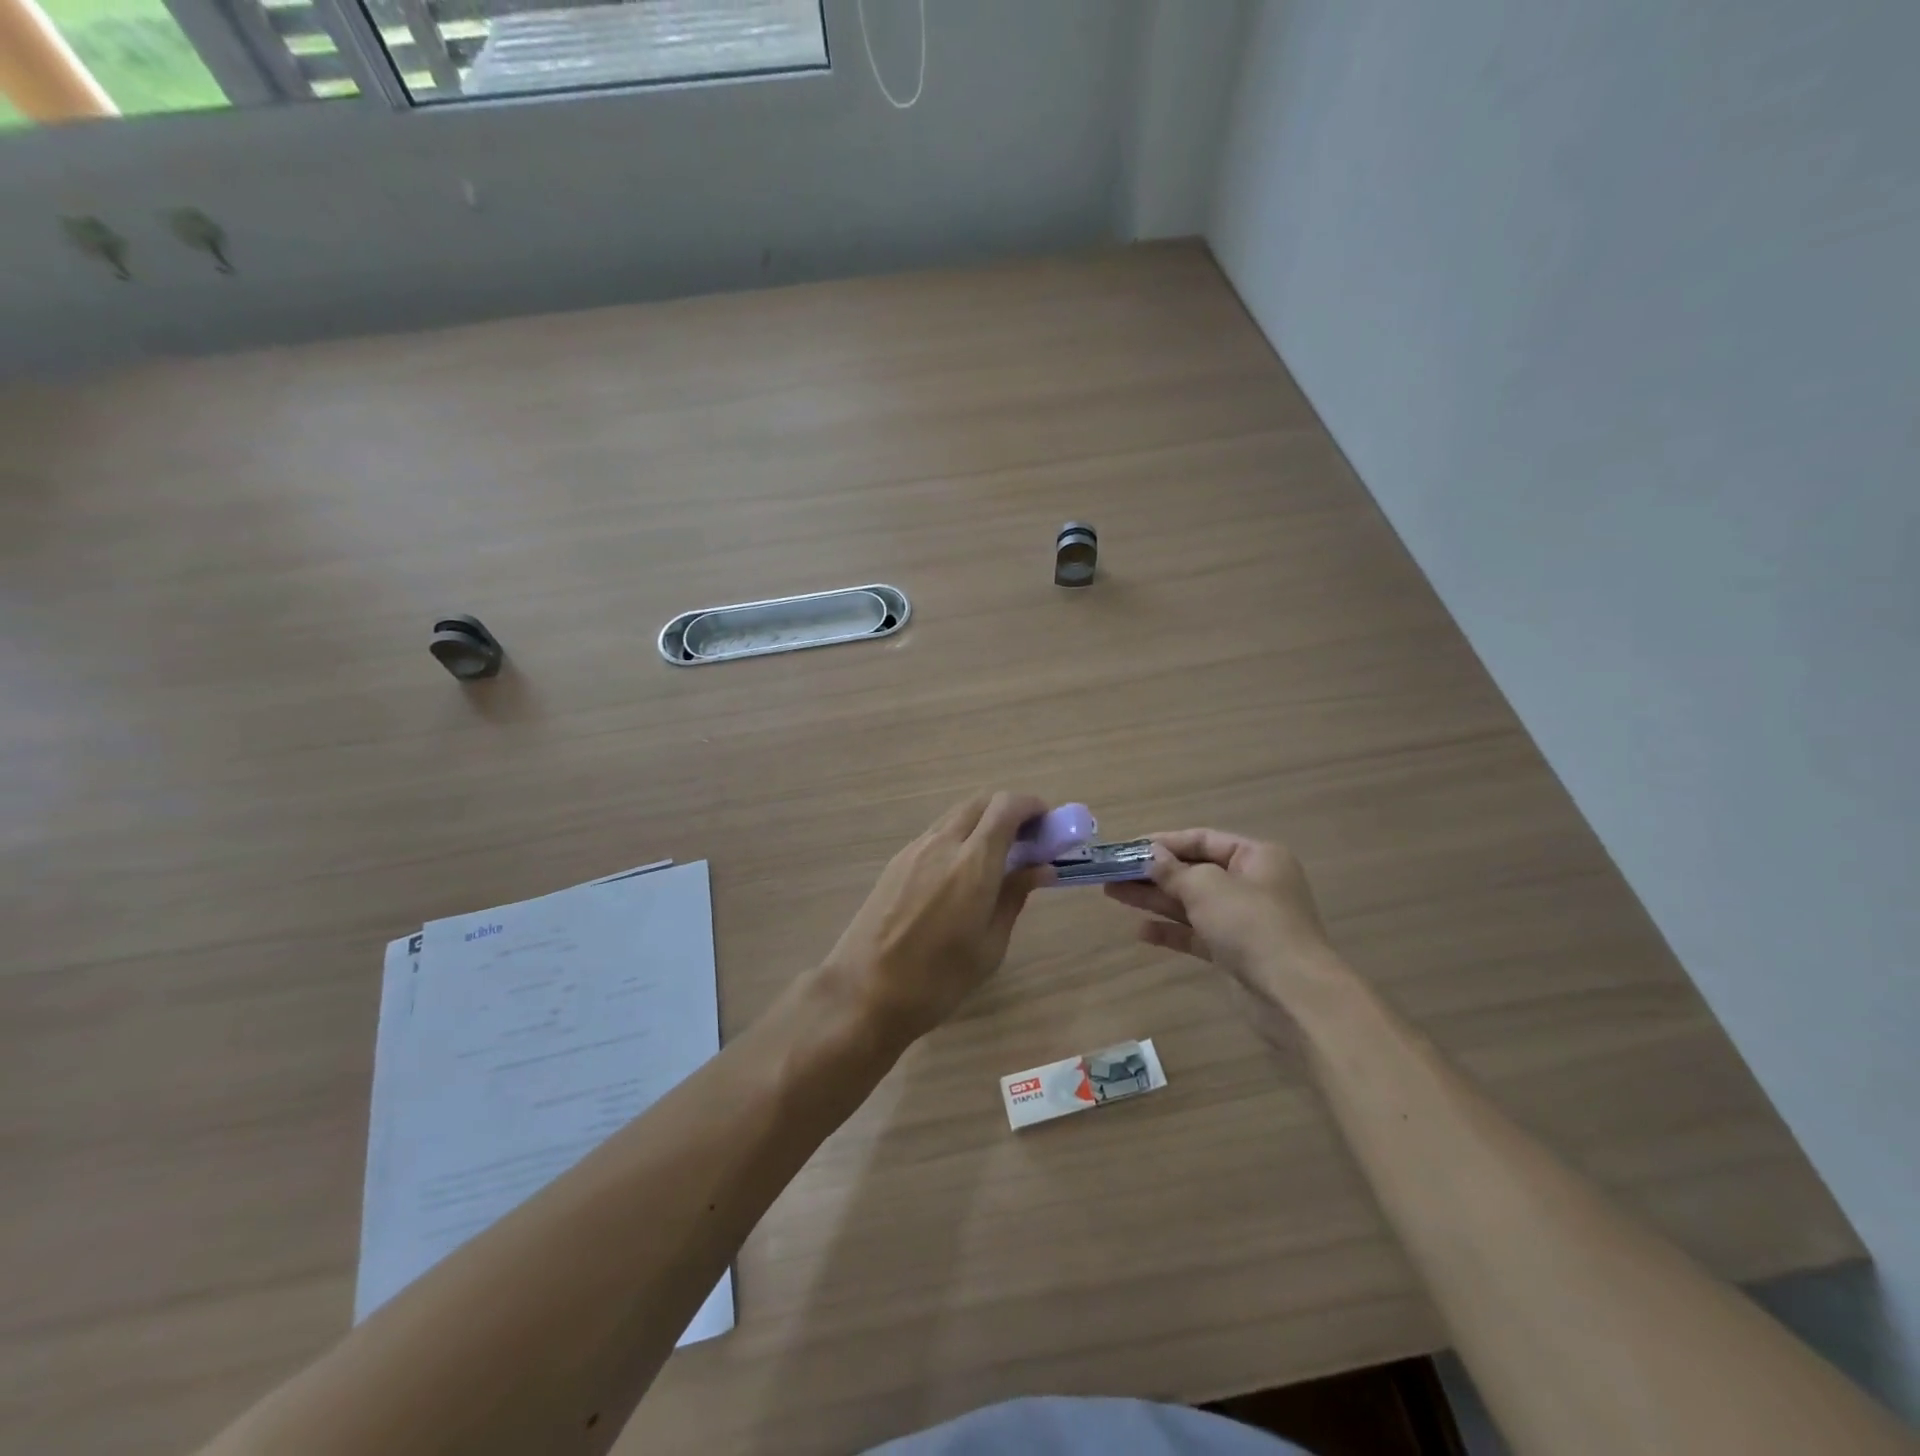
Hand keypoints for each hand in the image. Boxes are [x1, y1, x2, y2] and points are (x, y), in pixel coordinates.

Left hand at [823, 792, 1052, 1043]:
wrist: (864, 993)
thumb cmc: (937, 980)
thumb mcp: (989, 945)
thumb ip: (1014, 897)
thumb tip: (1041, 868)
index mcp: (972, 864)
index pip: (1006, 808)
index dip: (1031, 806)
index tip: (1048, 824)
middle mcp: (942, 844)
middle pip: (980, 802)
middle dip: (1008, 810)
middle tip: (1027, 840)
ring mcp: (914, 850)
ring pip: (956, 815)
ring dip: (982, 822)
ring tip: (998, 857)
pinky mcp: (896, 862)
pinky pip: (936, 834)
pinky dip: (959, 837)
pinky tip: (963, 872)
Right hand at [1104, 829, 1333, 1001]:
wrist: (1292, 994)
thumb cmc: (1251, 924)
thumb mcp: (1207, 887)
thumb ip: (1173, 871)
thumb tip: (1151, 856)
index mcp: (1256, 857)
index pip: (1203, 839)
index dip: (1164, 842)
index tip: (1127, 849)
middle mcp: (1251, 884)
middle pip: (1194, 871)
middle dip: (1153, 872)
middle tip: (1112, 872)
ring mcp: (1243, 920)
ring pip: (1191, 903)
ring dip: (1154, 898)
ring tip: (1113, 893)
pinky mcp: (1234, 952)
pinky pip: (1196, 933)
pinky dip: (1170, 930)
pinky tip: (1141, 931)